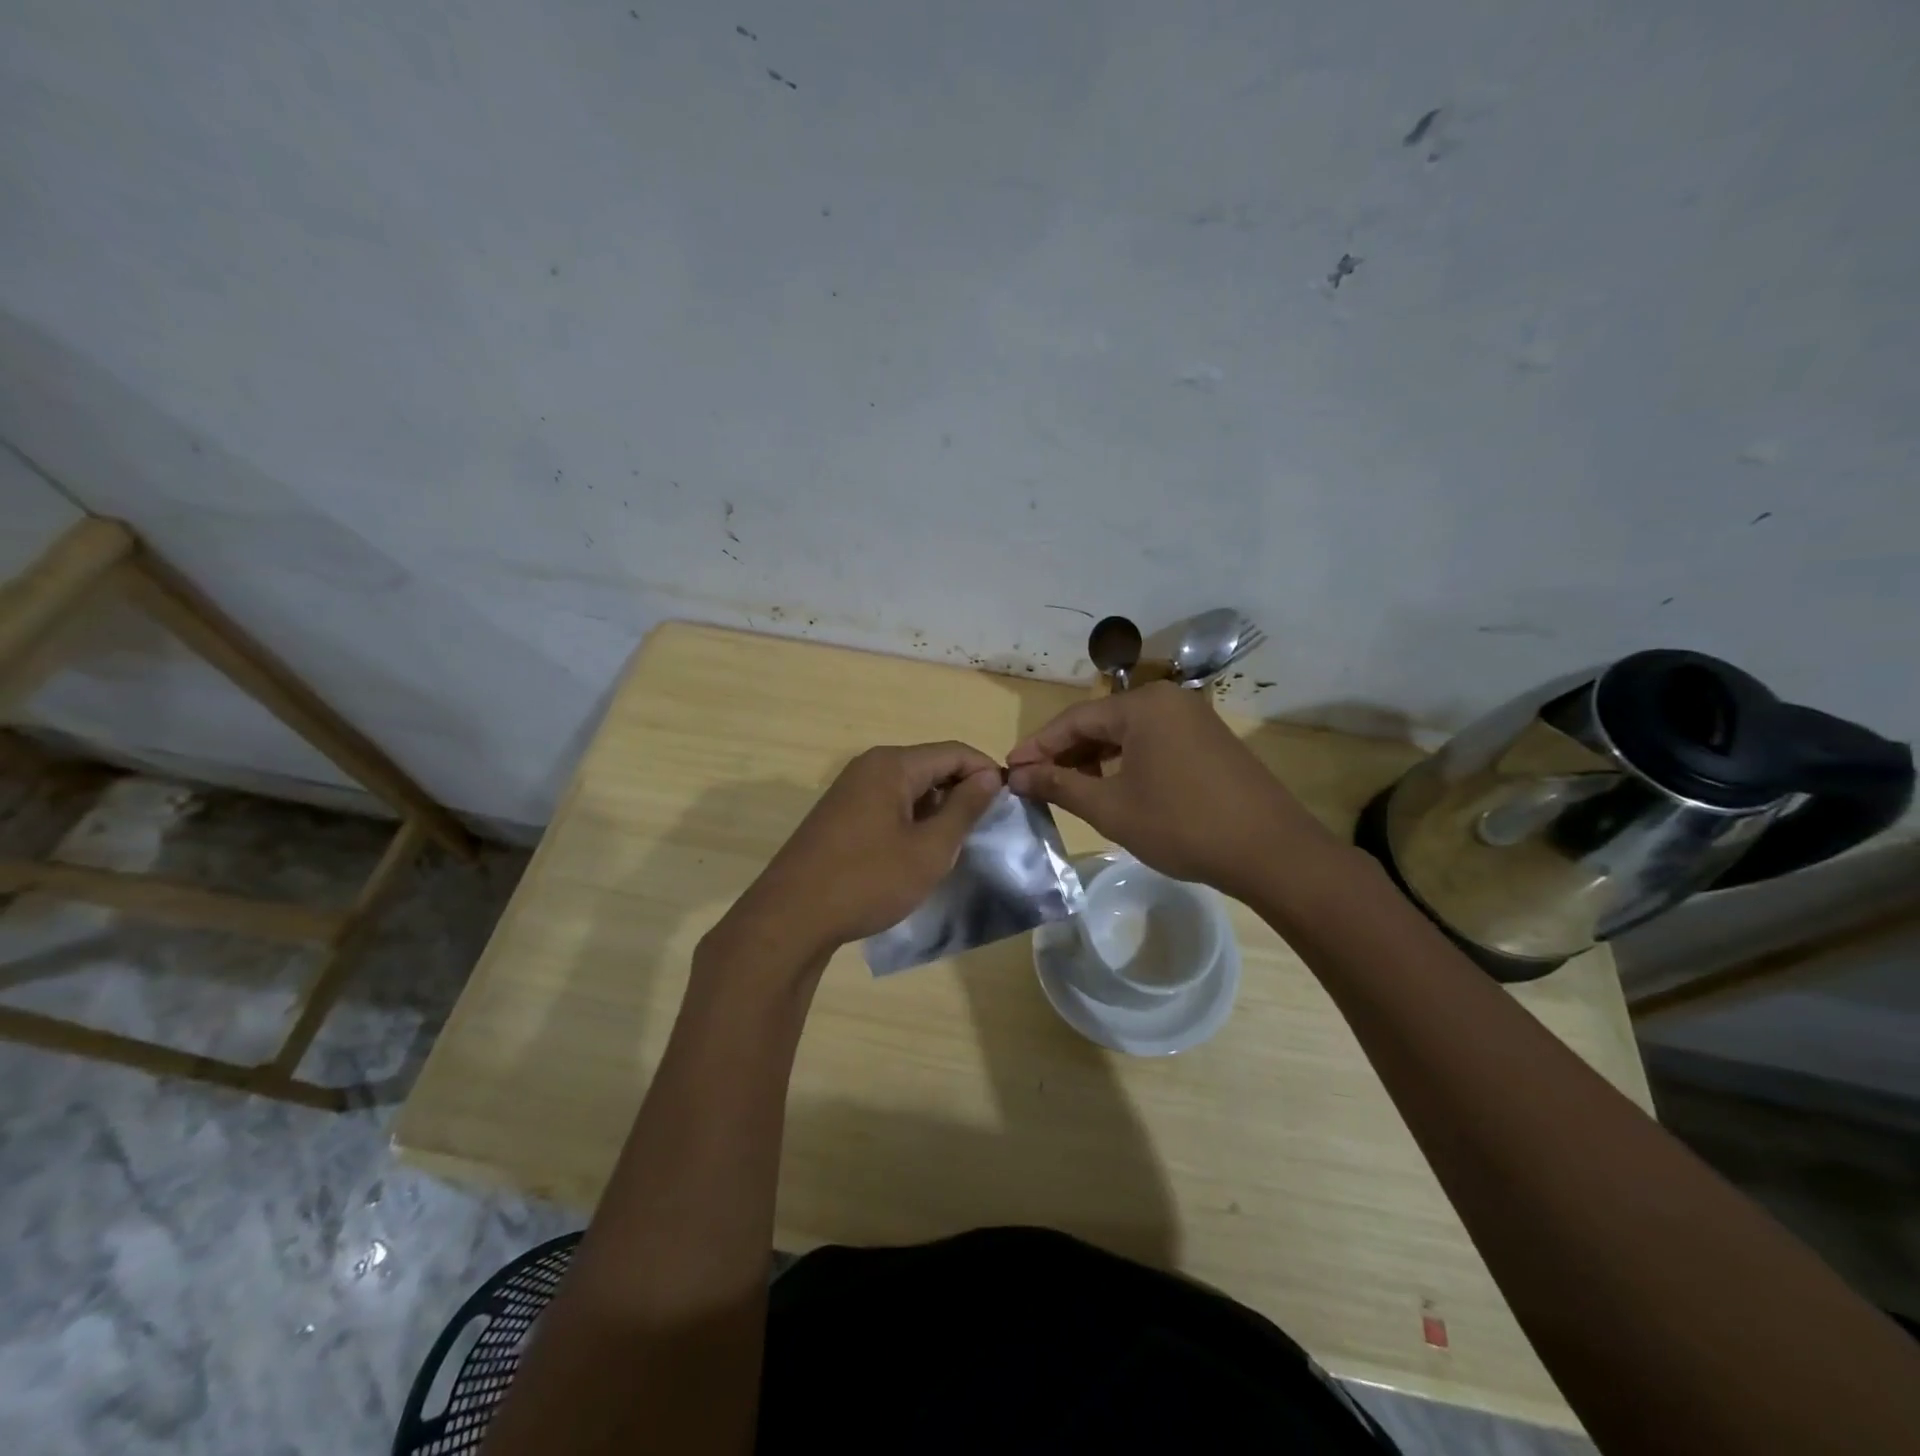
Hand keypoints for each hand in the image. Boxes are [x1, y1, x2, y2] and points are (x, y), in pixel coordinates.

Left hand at [722, 742, 1003, 965]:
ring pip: (909, 786)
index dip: (986, 772)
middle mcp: (869, 766)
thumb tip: (988, 775)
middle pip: (930, 765)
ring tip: (956, 842)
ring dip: (936, 807)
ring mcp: (849, 789)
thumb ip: (964, 808)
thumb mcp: (929, 849)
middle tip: (986, 827)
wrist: (792, 917)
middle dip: (962, 790)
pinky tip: (918, 850)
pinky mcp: (839, 813)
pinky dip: (911, 818)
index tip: (1010, 803)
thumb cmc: (868, 880)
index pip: (954, 752)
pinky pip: (887, 802)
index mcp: (893, 765)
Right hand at [1006, 684, 1334, 900]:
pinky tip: (1113, 787)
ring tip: (1070, 789)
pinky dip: (1126, 761)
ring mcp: (1194, 718)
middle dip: (1066, 753)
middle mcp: (1169, 700)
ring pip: (1128, 733)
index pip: (1074, 719)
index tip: (1011, 770)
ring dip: (1095, 758)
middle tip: (1036, 783)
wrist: (1271, 851)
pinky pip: (1153, 742)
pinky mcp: (1209, 740)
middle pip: (1101, 722)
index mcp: (1143, 705)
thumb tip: (1018, 775)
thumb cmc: (1182, 825)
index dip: (1038, 746)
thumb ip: (1060, 785)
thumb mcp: (1111, 808)